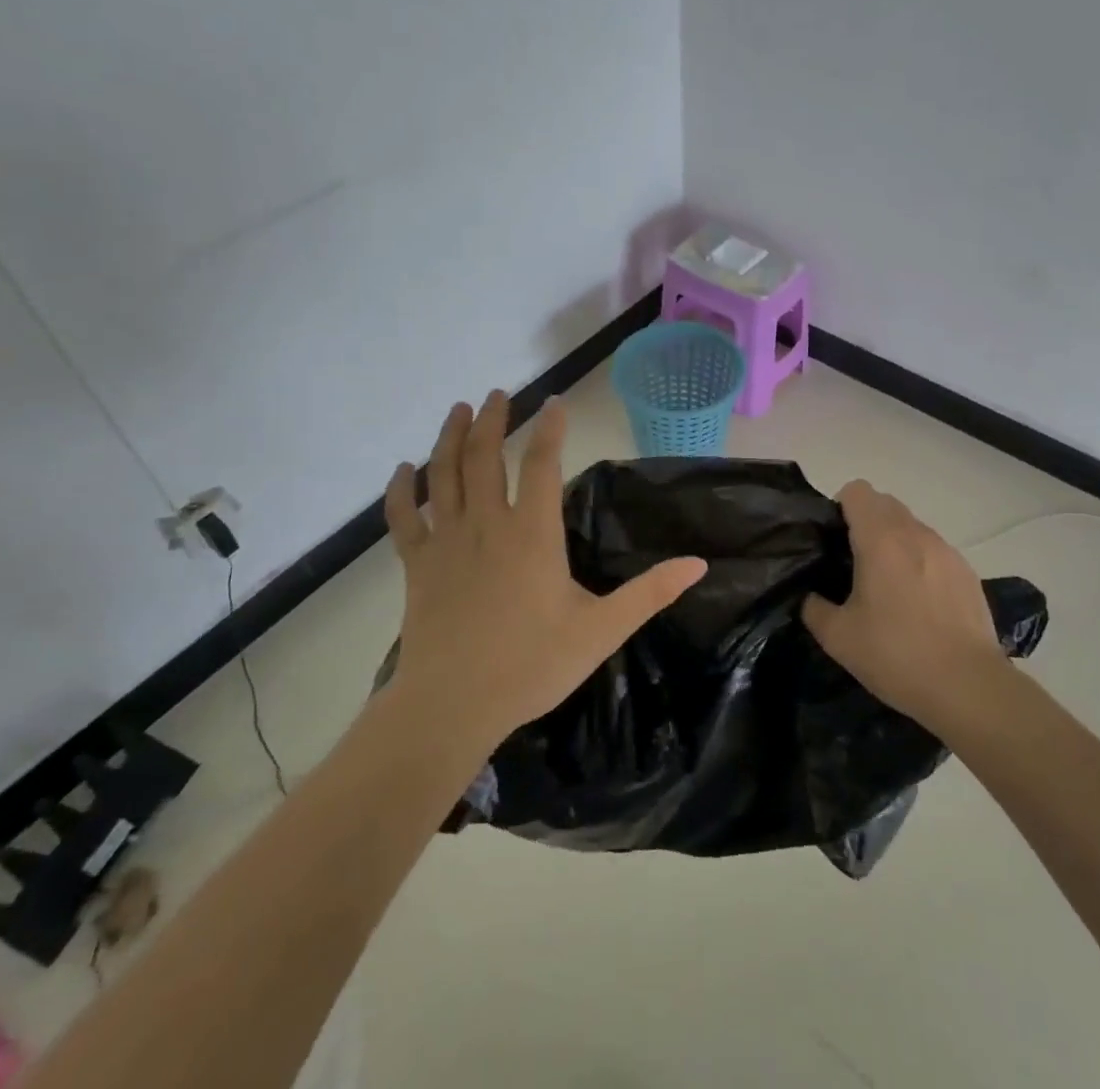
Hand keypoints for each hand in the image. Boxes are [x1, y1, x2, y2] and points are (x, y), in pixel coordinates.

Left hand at [384, 391, 706, 748]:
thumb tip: (698, 563)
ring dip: (449, 438)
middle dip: (492, 419)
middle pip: (485, 456)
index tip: (554, 400)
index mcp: (532, 533)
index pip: (541, 463)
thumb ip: (650, 594)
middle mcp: (486, 524)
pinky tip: (402, 470)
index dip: (550, 428)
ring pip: (443, 474)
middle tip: (498, 393)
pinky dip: (400, 490)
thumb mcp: (601, 631)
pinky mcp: (416, 566)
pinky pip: (403, 518)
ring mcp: (445, 542)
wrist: (451, 707)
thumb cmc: (531, 665)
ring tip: (458, 409)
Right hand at [802, 481, 1008, 729]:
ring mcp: (946, 550)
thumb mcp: (838, 638)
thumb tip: (811, 597)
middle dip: (866, 522)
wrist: (968, 686)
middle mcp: (915, 533)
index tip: (834, 540)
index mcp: (880, 539)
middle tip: (855, 563)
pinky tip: (920, 604)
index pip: (857, 491)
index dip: (841, 508)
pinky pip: (934, 551)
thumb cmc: (896, 655)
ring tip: (889, 587)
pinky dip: (920, 563)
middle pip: (885, 503)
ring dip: (895, 542)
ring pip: (912, 527)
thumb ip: (814, 608)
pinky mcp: (968, 572)